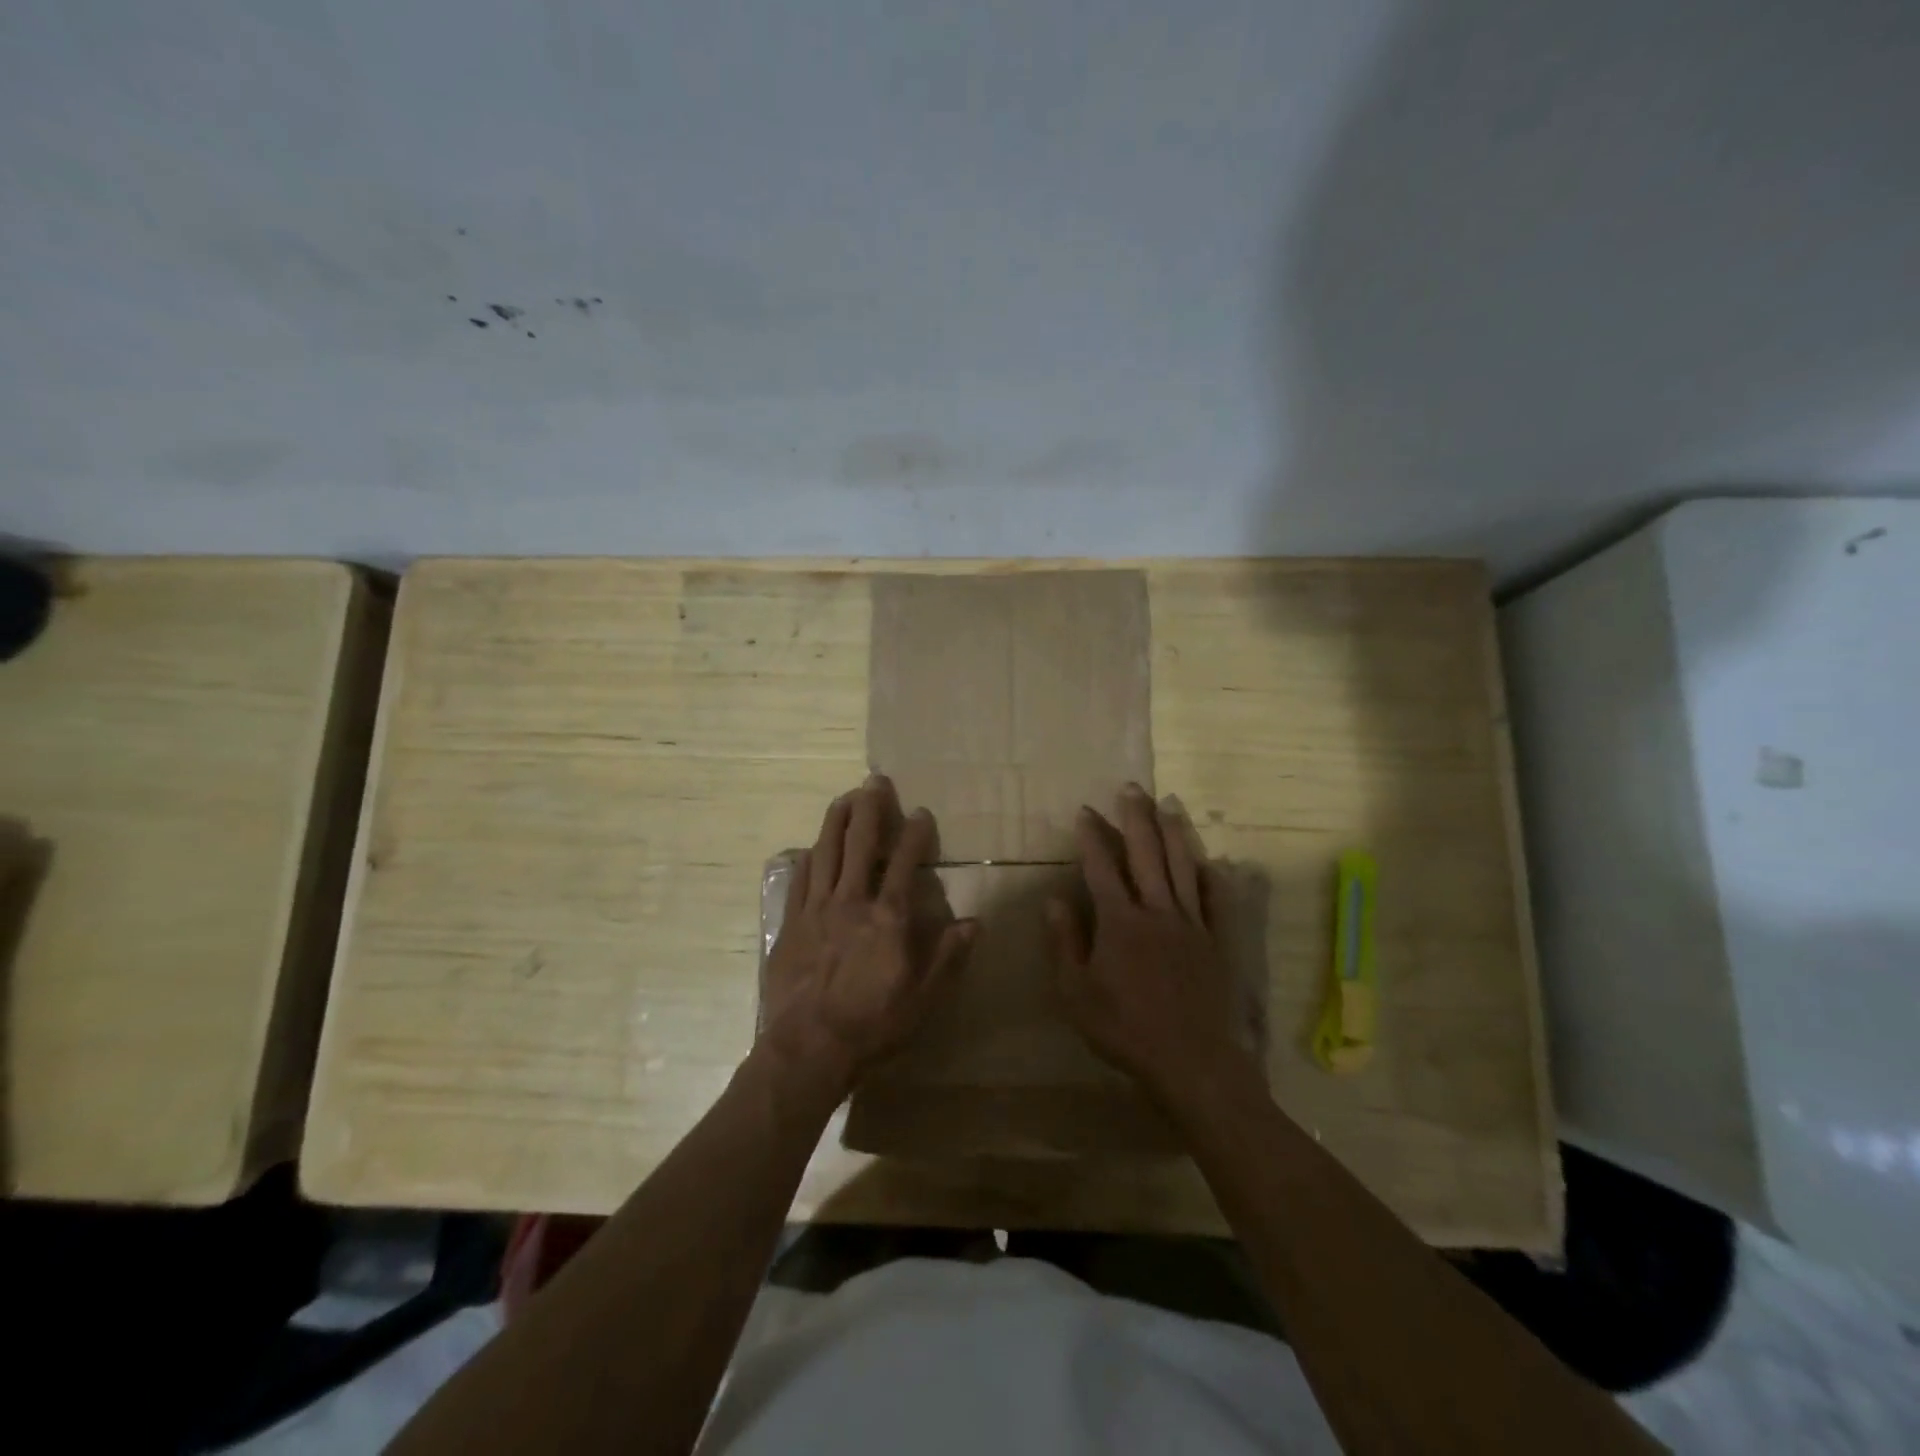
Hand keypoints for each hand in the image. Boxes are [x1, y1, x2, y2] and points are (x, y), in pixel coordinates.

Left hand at [761, 775, 976, 1099]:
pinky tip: (811, 846)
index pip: (904, 863)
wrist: (809, 1047)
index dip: (915, 834)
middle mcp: (852, 901)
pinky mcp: (791, 923)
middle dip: (870, 809)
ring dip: (836, 821)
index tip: (921, 812)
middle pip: (860, 844)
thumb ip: (948, 957)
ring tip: (845, 797)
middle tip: (875, 781)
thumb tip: (975, 924)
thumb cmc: (873, 1025)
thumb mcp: (923, 999)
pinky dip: (807, 857)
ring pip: (826, 852)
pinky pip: (799, 880)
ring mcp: (817, 909)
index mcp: (888, 917)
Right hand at [1047, 784, 1255, 1110]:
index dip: (1092, 837)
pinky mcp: (1216, 941)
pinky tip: (1210, 860)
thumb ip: (1064, 942)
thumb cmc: (1124, 1028)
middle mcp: (1157, 911)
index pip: (1102, 867)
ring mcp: (1191, 924)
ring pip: (1182, 866)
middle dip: (1136, 818)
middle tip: (1131, 788)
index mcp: (1120, 921)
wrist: (1191, 1061)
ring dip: (1173, 832)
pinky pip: (1215, 900)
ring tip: (1168, 803)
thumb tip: (1053, 899)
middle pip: (1146, 854)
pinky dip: (1211, 876)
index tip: (1085, 810)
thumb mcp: (1076, 992)